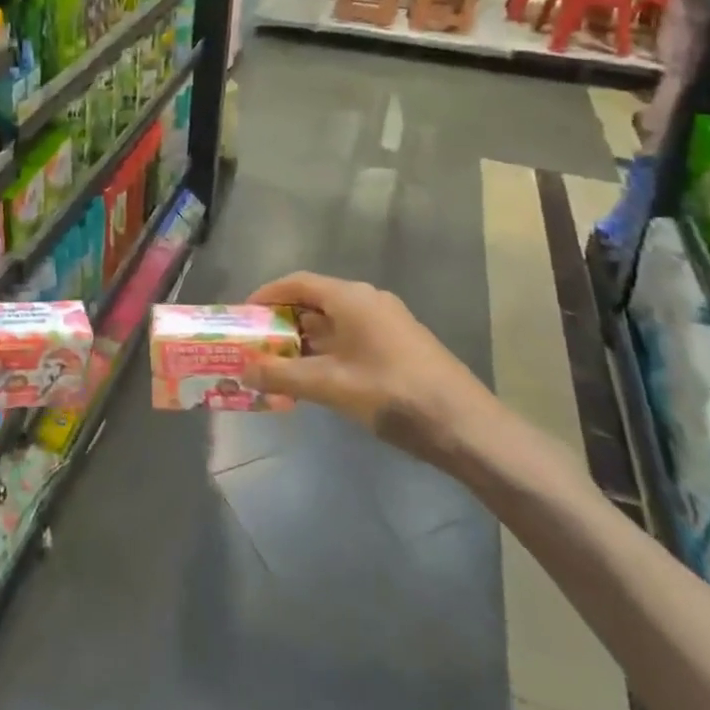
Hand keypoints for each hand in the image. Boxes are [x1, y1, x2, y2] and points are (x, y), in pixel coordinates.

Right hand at [243, 271, 501, 465]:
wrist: (467, 426)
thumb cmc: (393, 394)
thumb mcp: (331, 386)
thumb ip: (283, 375)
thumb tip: (243, 371)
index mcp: (351, 298)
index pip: (298, 283)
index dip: (267, 295)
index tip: (244, 315)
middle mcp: (368, 301)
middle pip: (315, 300)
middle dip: (283, 320)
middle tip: (256, 343)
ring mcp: (387, 323)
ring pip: (334, 321)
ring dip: (305, 339)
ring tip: (278, 363)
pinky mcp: (399, 345)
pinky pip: (351, 337)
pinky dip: (327, 350)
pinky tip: (316, 378)